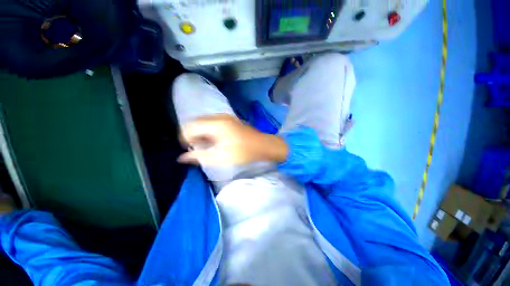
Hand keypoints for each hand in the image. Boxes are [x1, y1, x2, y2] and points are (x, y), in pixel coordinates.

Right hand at [177, 115, 287, 165]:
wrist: (263, 145)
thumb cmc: (243, 152)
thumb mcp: (221, 157)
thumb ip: (200, 156)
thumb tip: (182, 158)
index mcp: (216, 124)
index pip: (190, 126)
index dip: (185, 138)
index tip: (189, 149)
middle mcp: (219, 117)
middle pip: (196, 122)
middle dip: (193, 135)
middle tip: (198, 148)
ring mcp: (225, 117)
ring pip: (204, 122)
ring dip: (201, 133)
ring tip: (206, 145)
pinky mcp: (229, 120)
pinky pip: (212, 123)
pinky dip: (209, 131)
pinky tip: (215, 140)